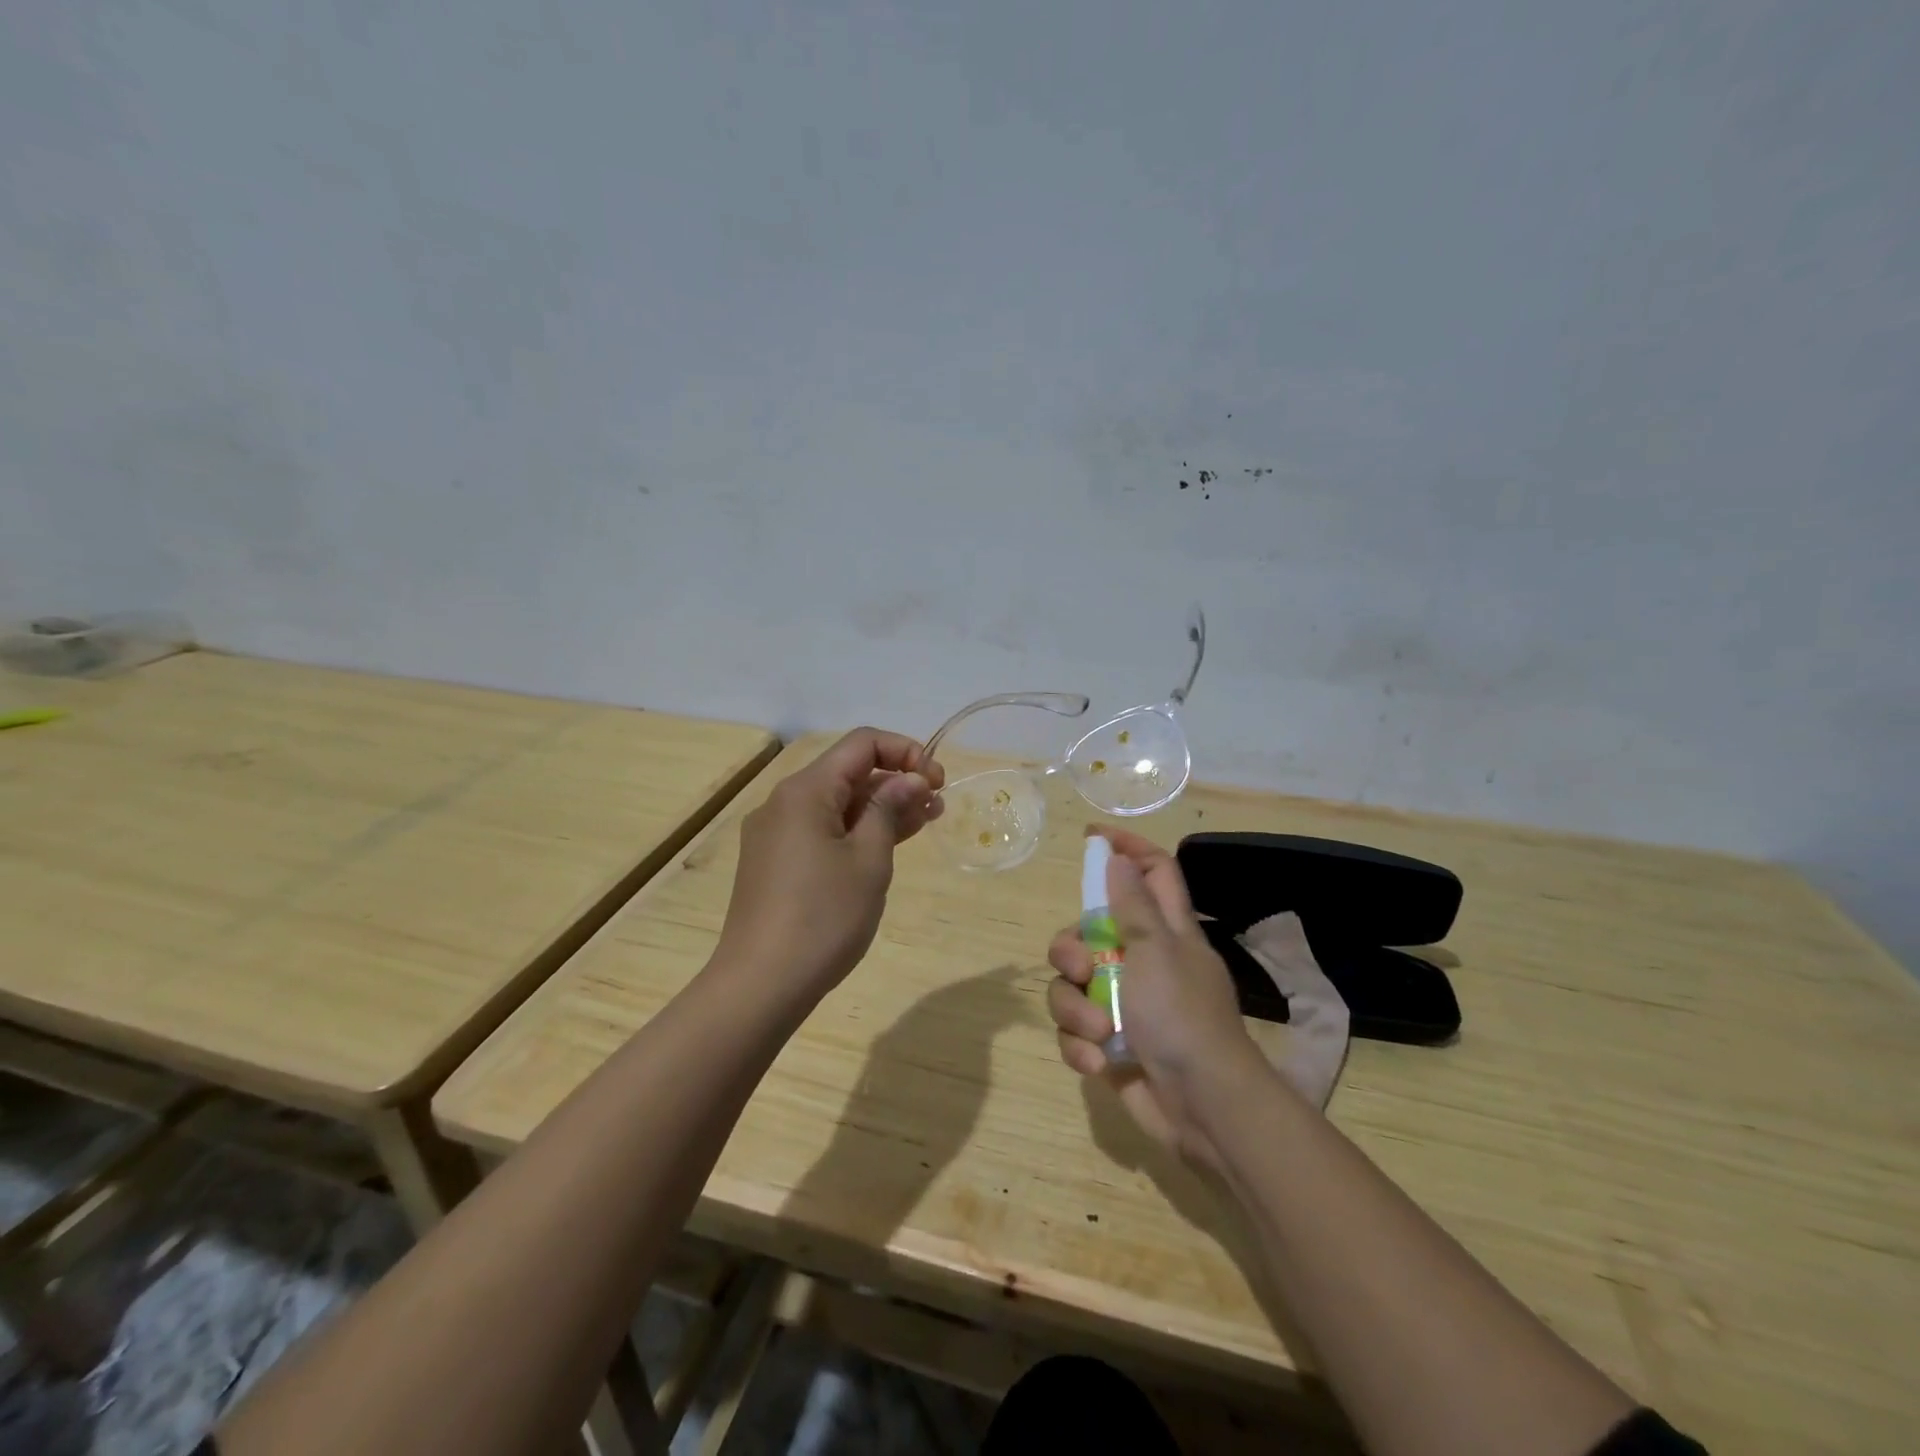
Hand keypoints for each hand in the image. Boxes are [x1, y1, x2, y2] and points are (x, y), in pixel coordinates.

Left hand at [717, 728, 944, 1000]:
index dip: (905, 751)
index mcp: (805, 791)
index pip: (862, 744)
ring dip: (879, 808)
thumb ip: (890, 809)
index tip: (936, 781)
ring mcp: (775, 834)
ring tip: (923, 823)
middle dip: (896, 781)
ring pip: (836, 804)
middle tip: (938, 806)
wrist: (760, 985)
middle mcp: (784, 803)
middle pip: (848, 773)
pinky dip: (855, 831)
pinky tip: (884, 847)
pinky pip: (821, 830)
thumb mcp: (869, 860)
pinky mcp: (774, 863)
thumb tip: (910, 779)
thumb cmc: (823, 917)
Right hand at [1047, 827, 1268, 1169]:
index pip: (1152, 871)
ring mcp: (1125, 1004)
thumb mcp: (1157, 952)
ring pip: (1073, 986)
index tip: (1091, 837)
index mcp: (1166, 932)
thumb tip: (1118, 858)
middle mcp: (1143, 961)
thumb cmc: (1182, 1017)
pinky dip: (1080, 1045)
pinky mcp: (1110, 1044)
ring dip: (1075, 1009)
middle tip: (1081, 967)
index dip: (1126, 848)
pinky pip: (1075, 1031)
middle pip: (1088, 931)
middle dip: (1071, 950)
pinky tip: (1097, 1062)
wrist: (1203, 1108)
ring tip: (1097, 1032)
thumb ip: (1133, 905)